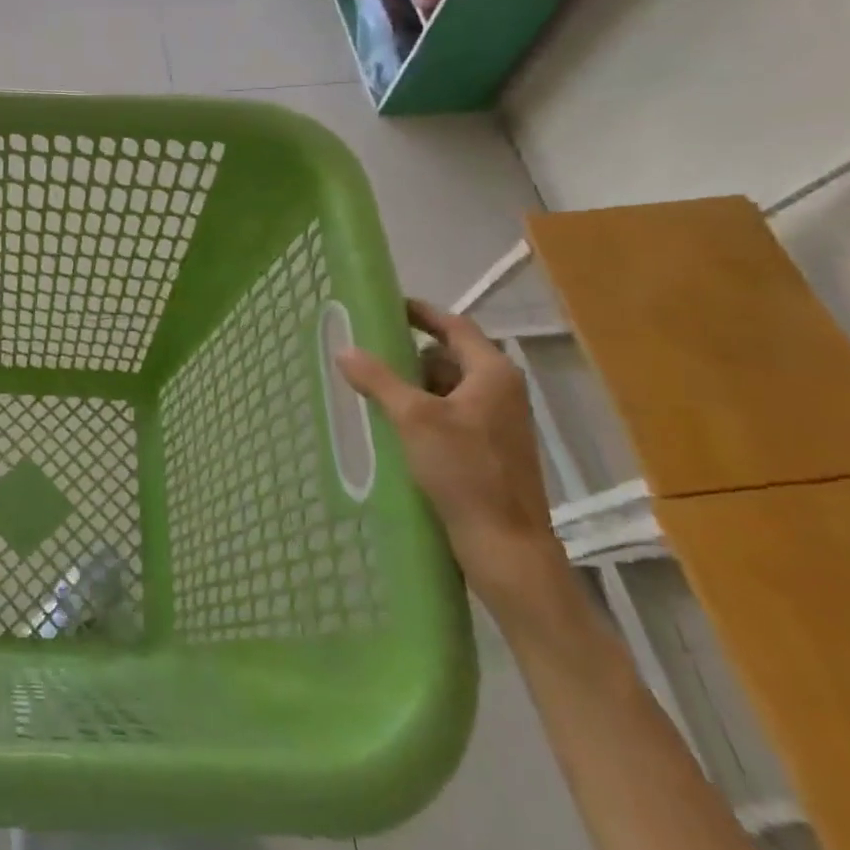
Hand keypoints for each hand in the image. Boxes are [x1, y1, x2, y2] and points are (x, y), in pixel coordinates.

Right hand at [336, 300, 573, 621]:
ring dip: (413, 384)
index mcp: (492, 374)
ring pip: (448, 386)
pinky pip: (450, 412)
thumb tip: (344, 348)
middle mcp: (501, 391)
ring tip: (372, 386)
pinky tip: (393, 422)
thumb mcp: (413, 418)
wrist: (505, 544)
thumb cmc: (465, 472)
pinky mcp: (488, 448)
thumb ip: (378, 379)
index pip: (454, 325)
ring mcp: (497, 421)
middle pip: (450, 355)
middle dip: (409, 352)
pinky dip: (423, 409)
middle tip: (367, 350)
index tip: (385, 304)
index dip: (420, 312)